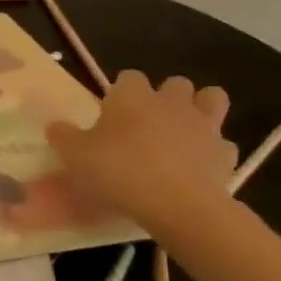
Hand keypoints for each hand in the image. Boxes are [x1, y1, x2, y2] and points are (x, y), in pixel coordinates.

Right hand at [46, 72, 237, 229]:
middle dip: (166, 96)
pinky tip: (198, 167)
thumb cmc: (119, 171)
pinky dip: (213, 151)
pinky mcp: (225, 153)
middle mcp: (171, 102)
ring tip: (183, 133)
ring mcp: (204, 125)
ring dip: (200, 110)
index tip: (111, 114)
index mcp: (132, 96)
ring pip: (212, 99)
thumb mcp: (75, 156)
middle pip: (175, 83)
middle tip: (148, 123)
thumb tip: (55, 126)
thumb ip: (63, 137)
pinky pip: (222, 144)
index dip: (121, 93)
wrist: (177, 204)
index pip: (129, 77)